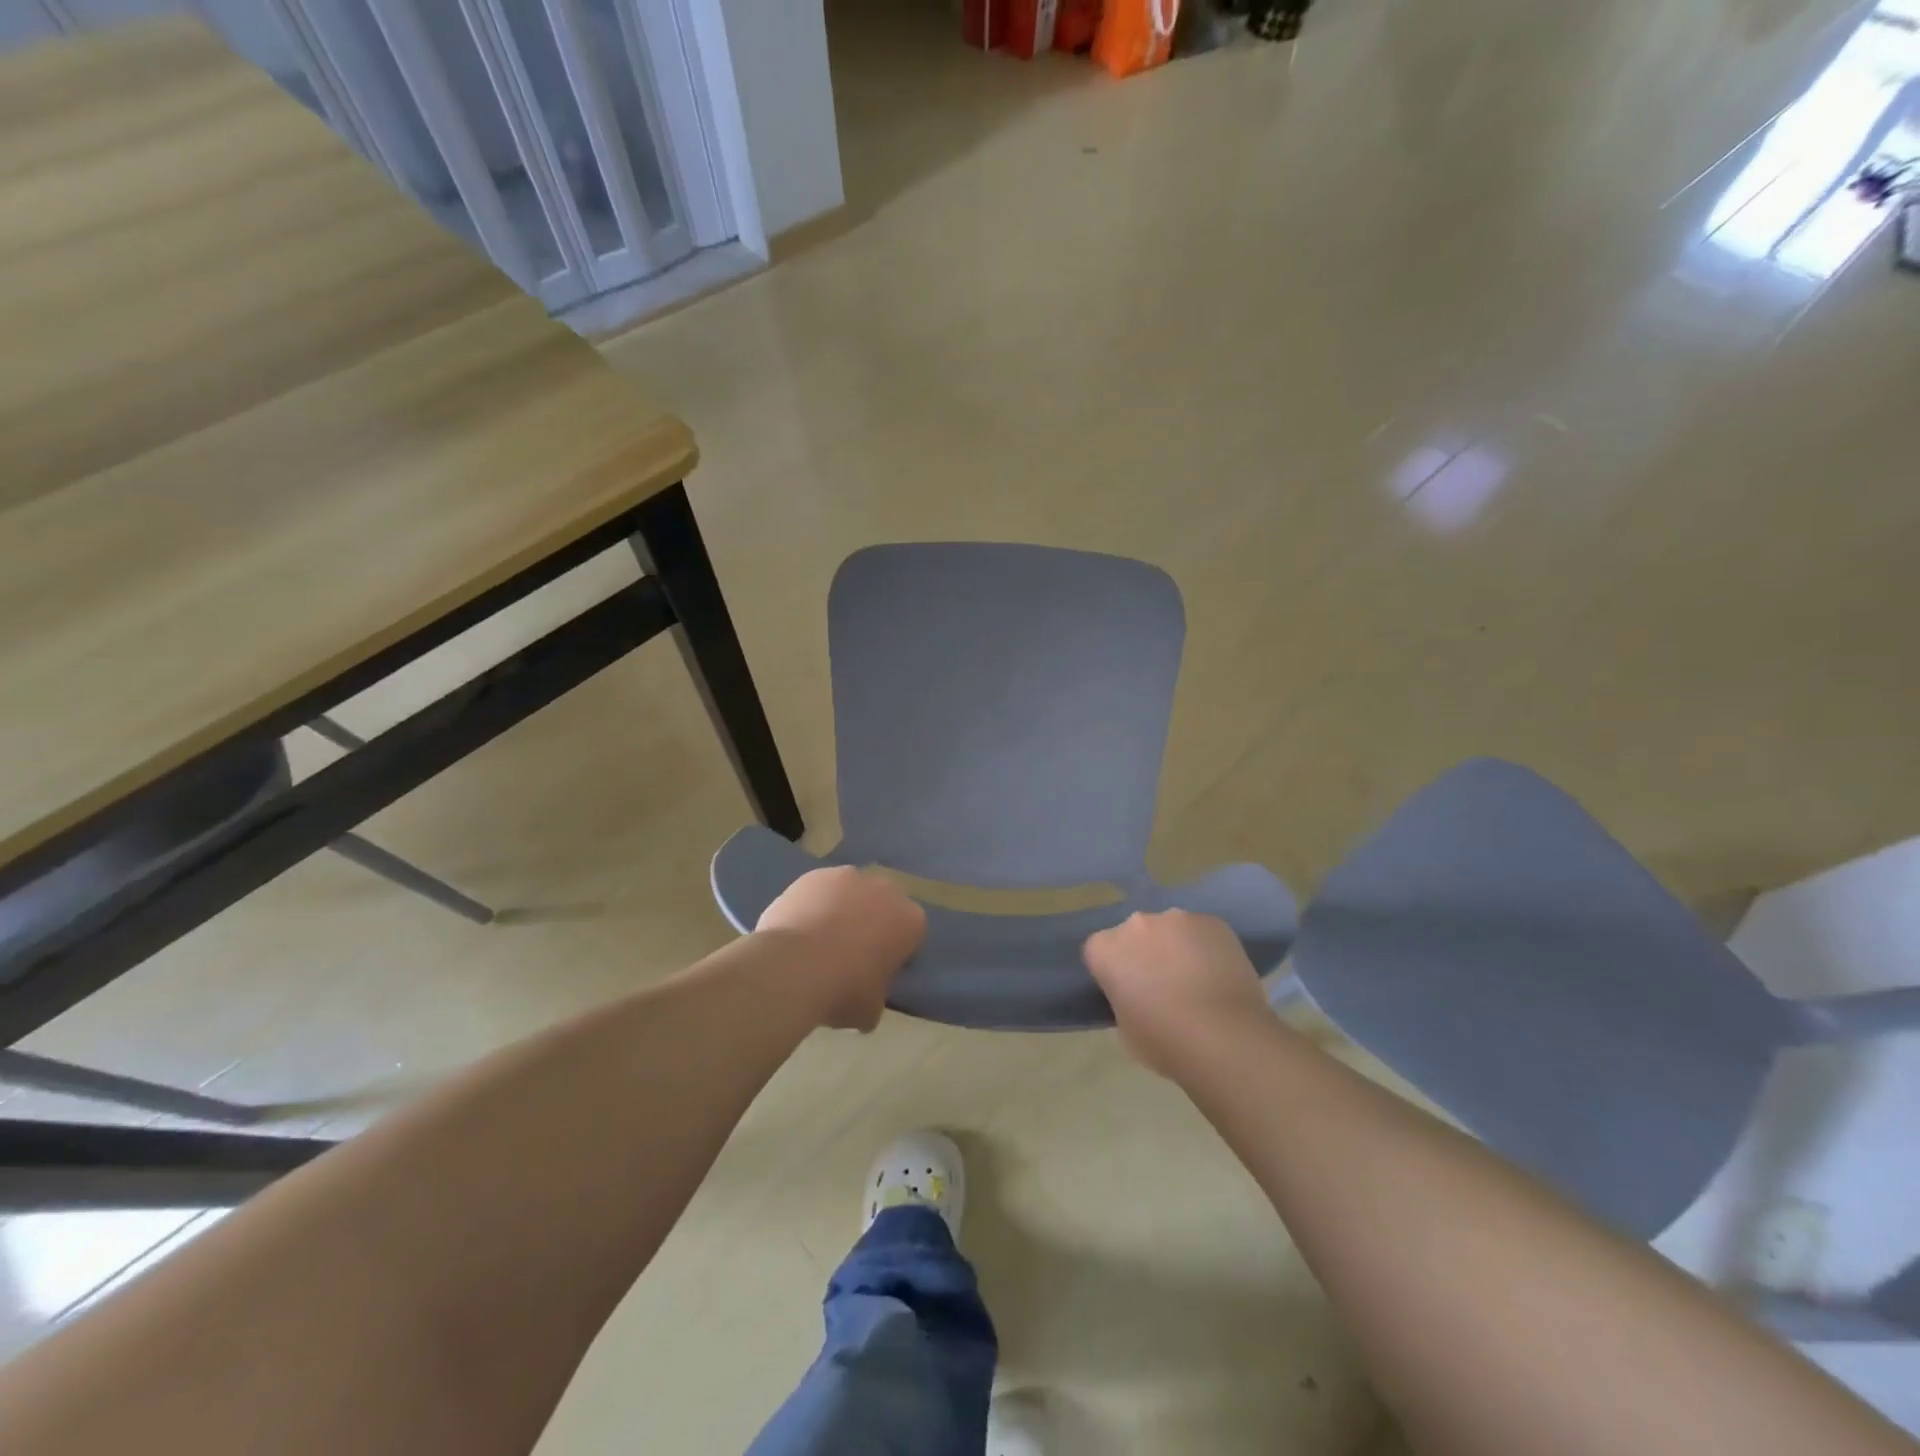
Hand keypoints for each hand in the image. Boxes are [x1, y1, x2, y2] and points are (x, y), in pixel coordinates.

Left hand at [756, 867, 925, 1030]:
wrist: (793, 967)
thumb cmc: (843, 990)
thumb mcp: (871, 1009)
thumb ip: (877, 994)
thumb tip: (866, 998)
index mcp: (911, 920)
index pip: (911, 933)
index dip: (895, 952)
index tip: (878, 970)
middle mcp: (886, 889)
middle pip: (883, 905)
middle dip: (872, 922)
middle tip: (850, 953)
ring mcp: (849, 876)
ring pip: (851, 892)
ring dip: (842, 909)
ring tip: (818, 941)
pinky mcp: (815, 874)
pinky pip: (821, 890)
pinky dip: (814, 904)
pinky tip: (798, 929)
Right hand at [1083, 910, 1272, 1076]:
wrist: (1226, 1038)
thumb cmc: (1166, 1042)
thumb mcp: (1125, 1030)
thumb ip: (1124, 1000)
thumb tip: (1139, 996)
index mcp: (1106, 949)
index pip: (1099, 952)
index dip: (1113, 973)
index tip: (1128, 993)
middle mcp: (1136, 923)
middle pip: (1135, 935)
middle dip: (1144, 954)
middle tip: (1163, 987)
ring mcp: (1177, 918)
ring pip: (1171, 930)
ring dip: (1176, 948)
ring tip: (1197, 982)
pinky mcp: (1213, 922)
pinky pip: (1202, 933)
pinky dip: (1206, 948)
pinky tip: (1220, 976)